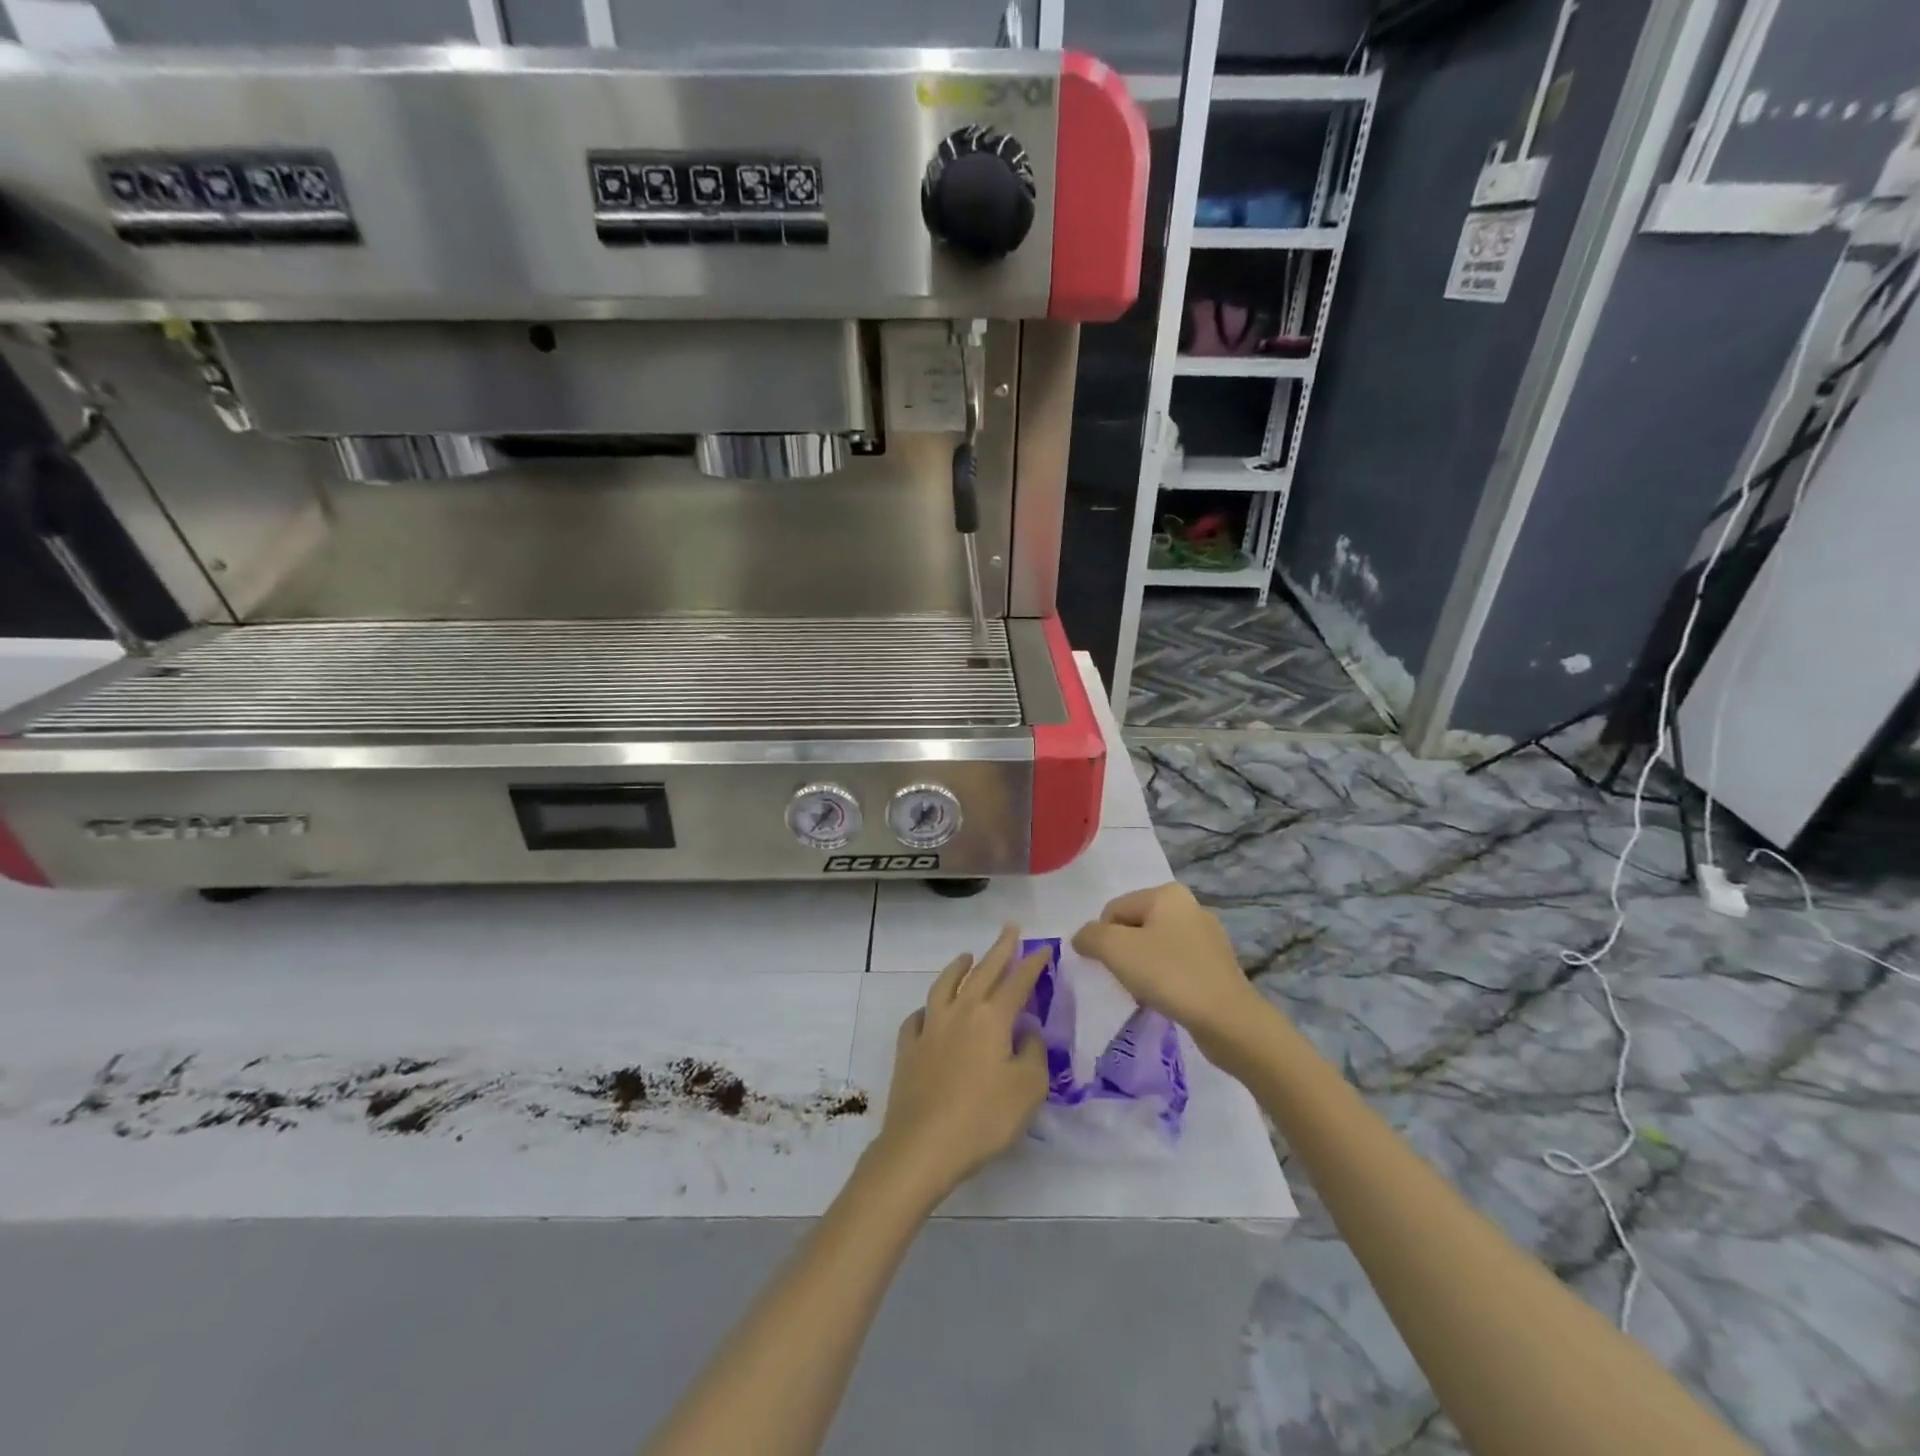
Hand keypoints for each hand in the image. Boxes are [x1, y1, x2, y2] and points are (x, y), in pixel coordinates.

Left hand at [872, 926, 1049, 1201]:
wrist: (923, 1145)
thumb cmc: (984, 1118)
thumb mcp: (1028, 1088)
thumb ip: (1032, 1053)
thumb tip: (1025, 1032)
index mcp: (992, 1018)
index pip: (1018, 981)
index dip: (1032, 963)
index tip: (1043, 947)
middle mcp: (960, 1012)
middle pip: (983, 972)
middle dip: (999, 949)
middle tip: (1009, 929)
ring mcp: (930, 1028)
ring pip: (944, 985)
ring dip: (958, 968)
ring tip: (967, 956)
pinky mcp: (908, 1049)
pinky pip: (917, 1018)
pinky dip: (927, 1009)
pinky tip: (928, 1012)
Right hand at [1072, 883, 1261, 1046]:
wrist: (1228, 1021)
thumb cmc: (1169, 975)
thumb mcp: (1115, 950)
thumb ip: (1090, 936)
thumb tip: (1083, 938)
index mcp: (1167, 894)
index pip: (1113, 910)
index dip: (1102, 939)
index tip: (1109, 967)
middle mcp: (1189, 906)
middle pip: (1134, 927)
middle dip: (1123, 954)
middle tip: (1126, 980)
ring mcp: (1207, 936)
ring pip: (1154, 947)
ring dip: (1142, 969)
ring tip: (1146, 993)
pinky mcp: (1216, 965)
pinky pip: (1175, 965)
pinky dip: (1164, 980)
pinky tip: (1166, 999)